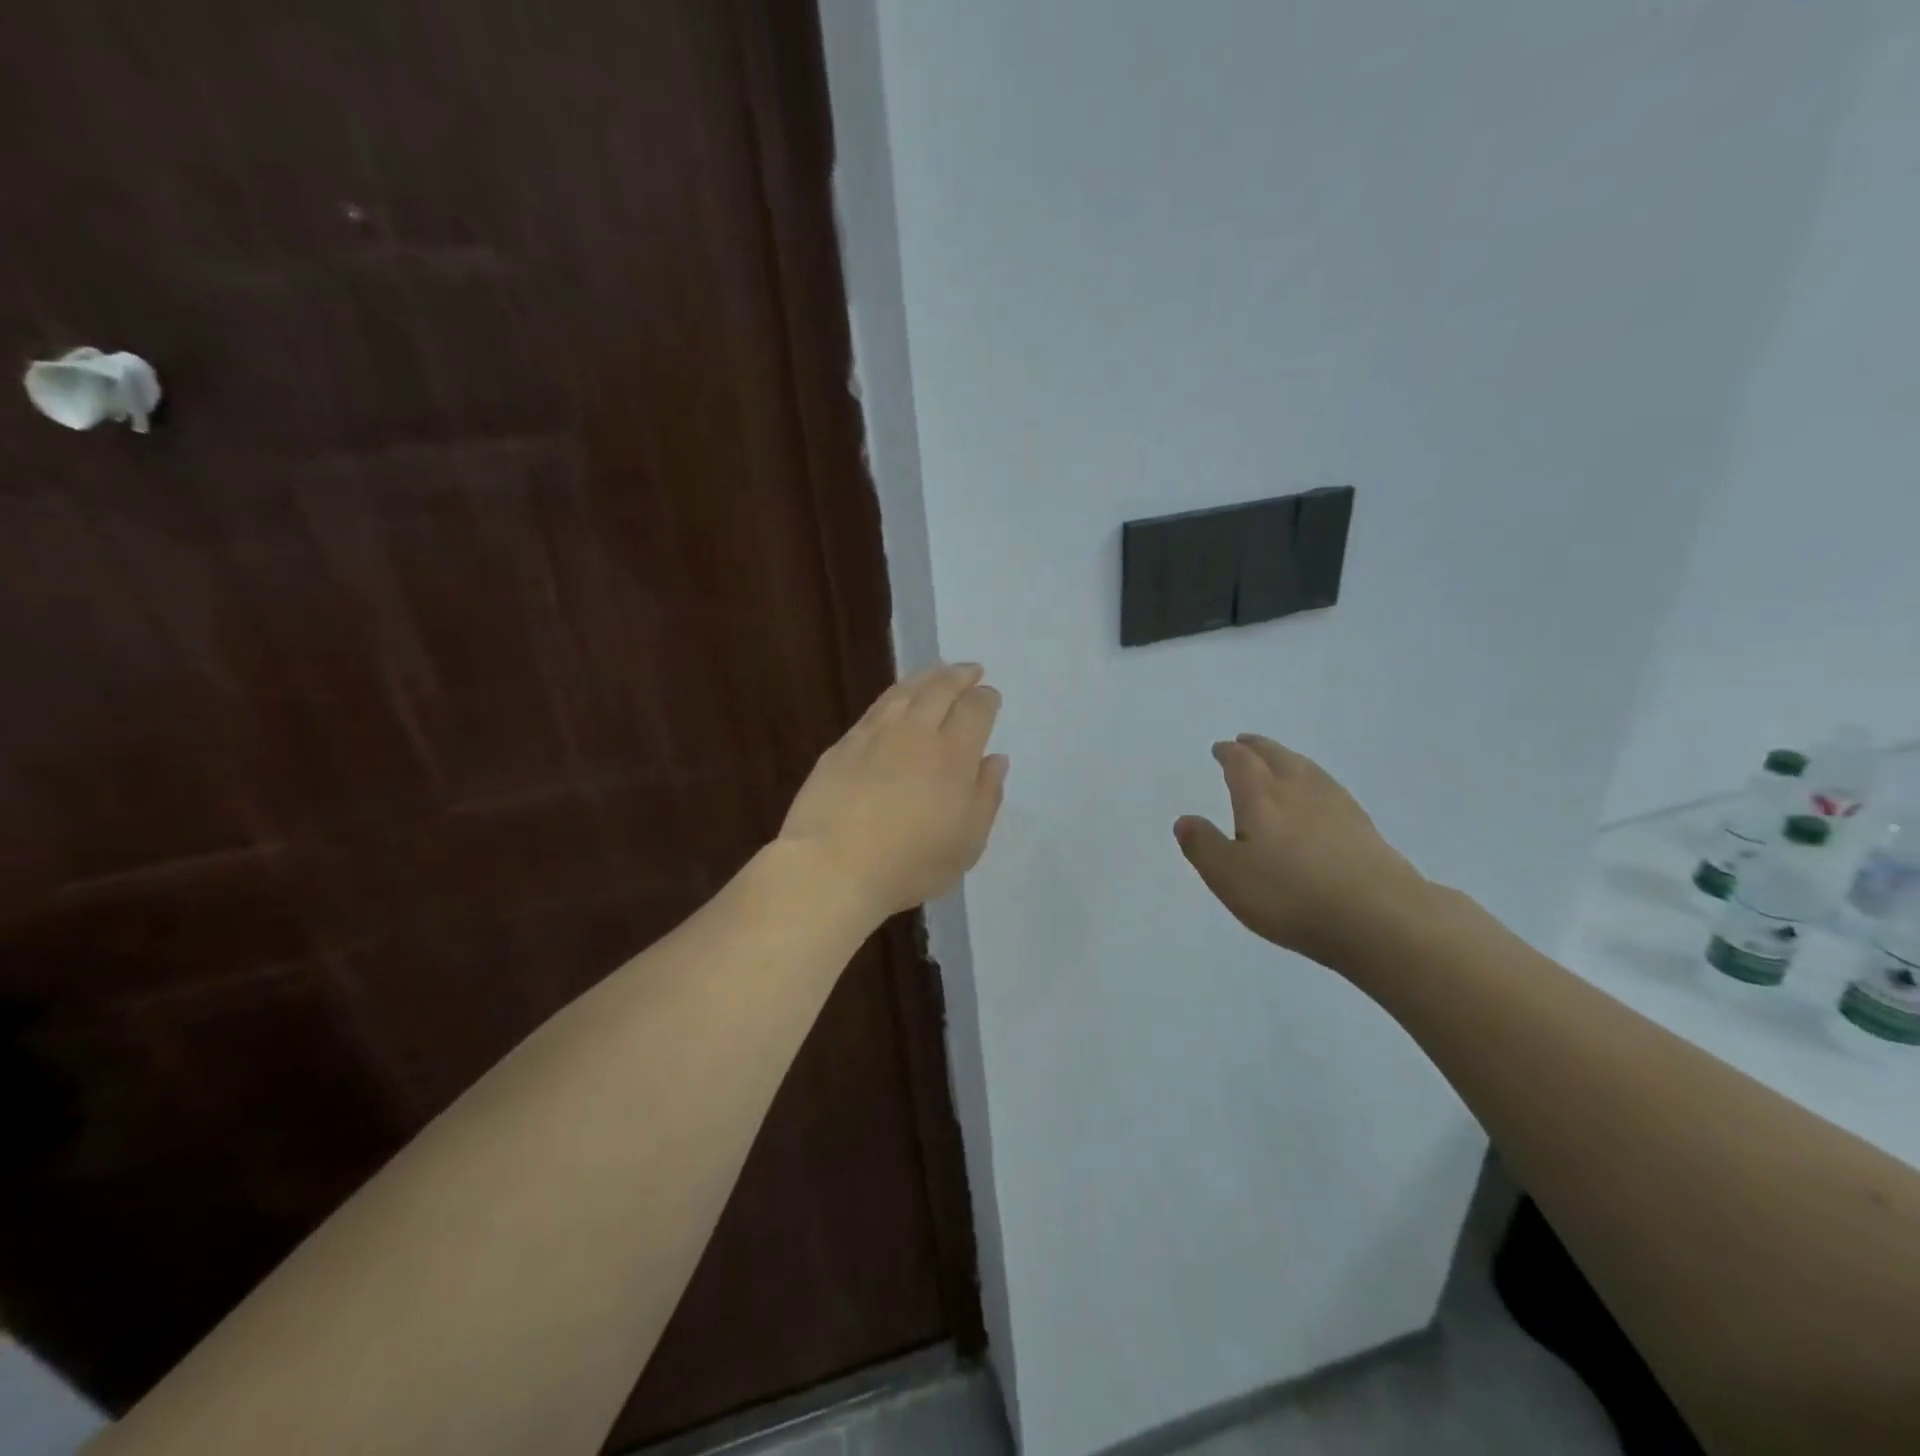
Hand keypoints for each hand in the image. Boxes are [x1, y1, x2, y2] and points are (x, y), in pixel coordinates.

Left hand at [779, 662, 1008, 920]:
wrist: (833, 866)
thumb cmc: (911, 863)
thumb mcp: (967, 842)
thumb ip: (986, 796)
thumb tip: (995, 759)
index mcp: (954, 755)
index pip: (975, 711)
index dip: (986, 699)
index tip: (990, 695)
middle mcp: (917, 733)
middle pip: (941, 690)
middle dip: (959, 676)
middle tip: (970, 670)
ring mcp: (875, 735)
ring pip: (905, 692)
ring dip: (926, 676)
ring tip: (936, 671)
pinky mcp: (844, 745)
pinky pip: (875, 708)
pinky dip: (893, 696)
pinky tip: (895, 700)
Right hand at [1175, 734, 1427, 965]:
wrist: (1379, 917)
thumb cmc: (1291, 896)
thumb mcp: (1229, 877)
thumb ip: (1204, 846)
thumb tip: (1185, 820)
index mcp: (1260, 796)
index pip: (1241, 763)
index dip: (1228, 753)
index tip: (1220, 749)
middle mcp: (1297, 789)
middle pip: (1276, 756)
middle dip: (1257, 748)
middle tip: (1245, 743)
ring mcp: (1336, 804)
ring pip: (1306, 768)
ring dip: (1287, 758)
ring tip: (1279, 761)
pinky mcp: (1363, 825)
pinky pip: (1329, 787)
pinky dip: (1314, 780)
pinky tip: (1318, 795)